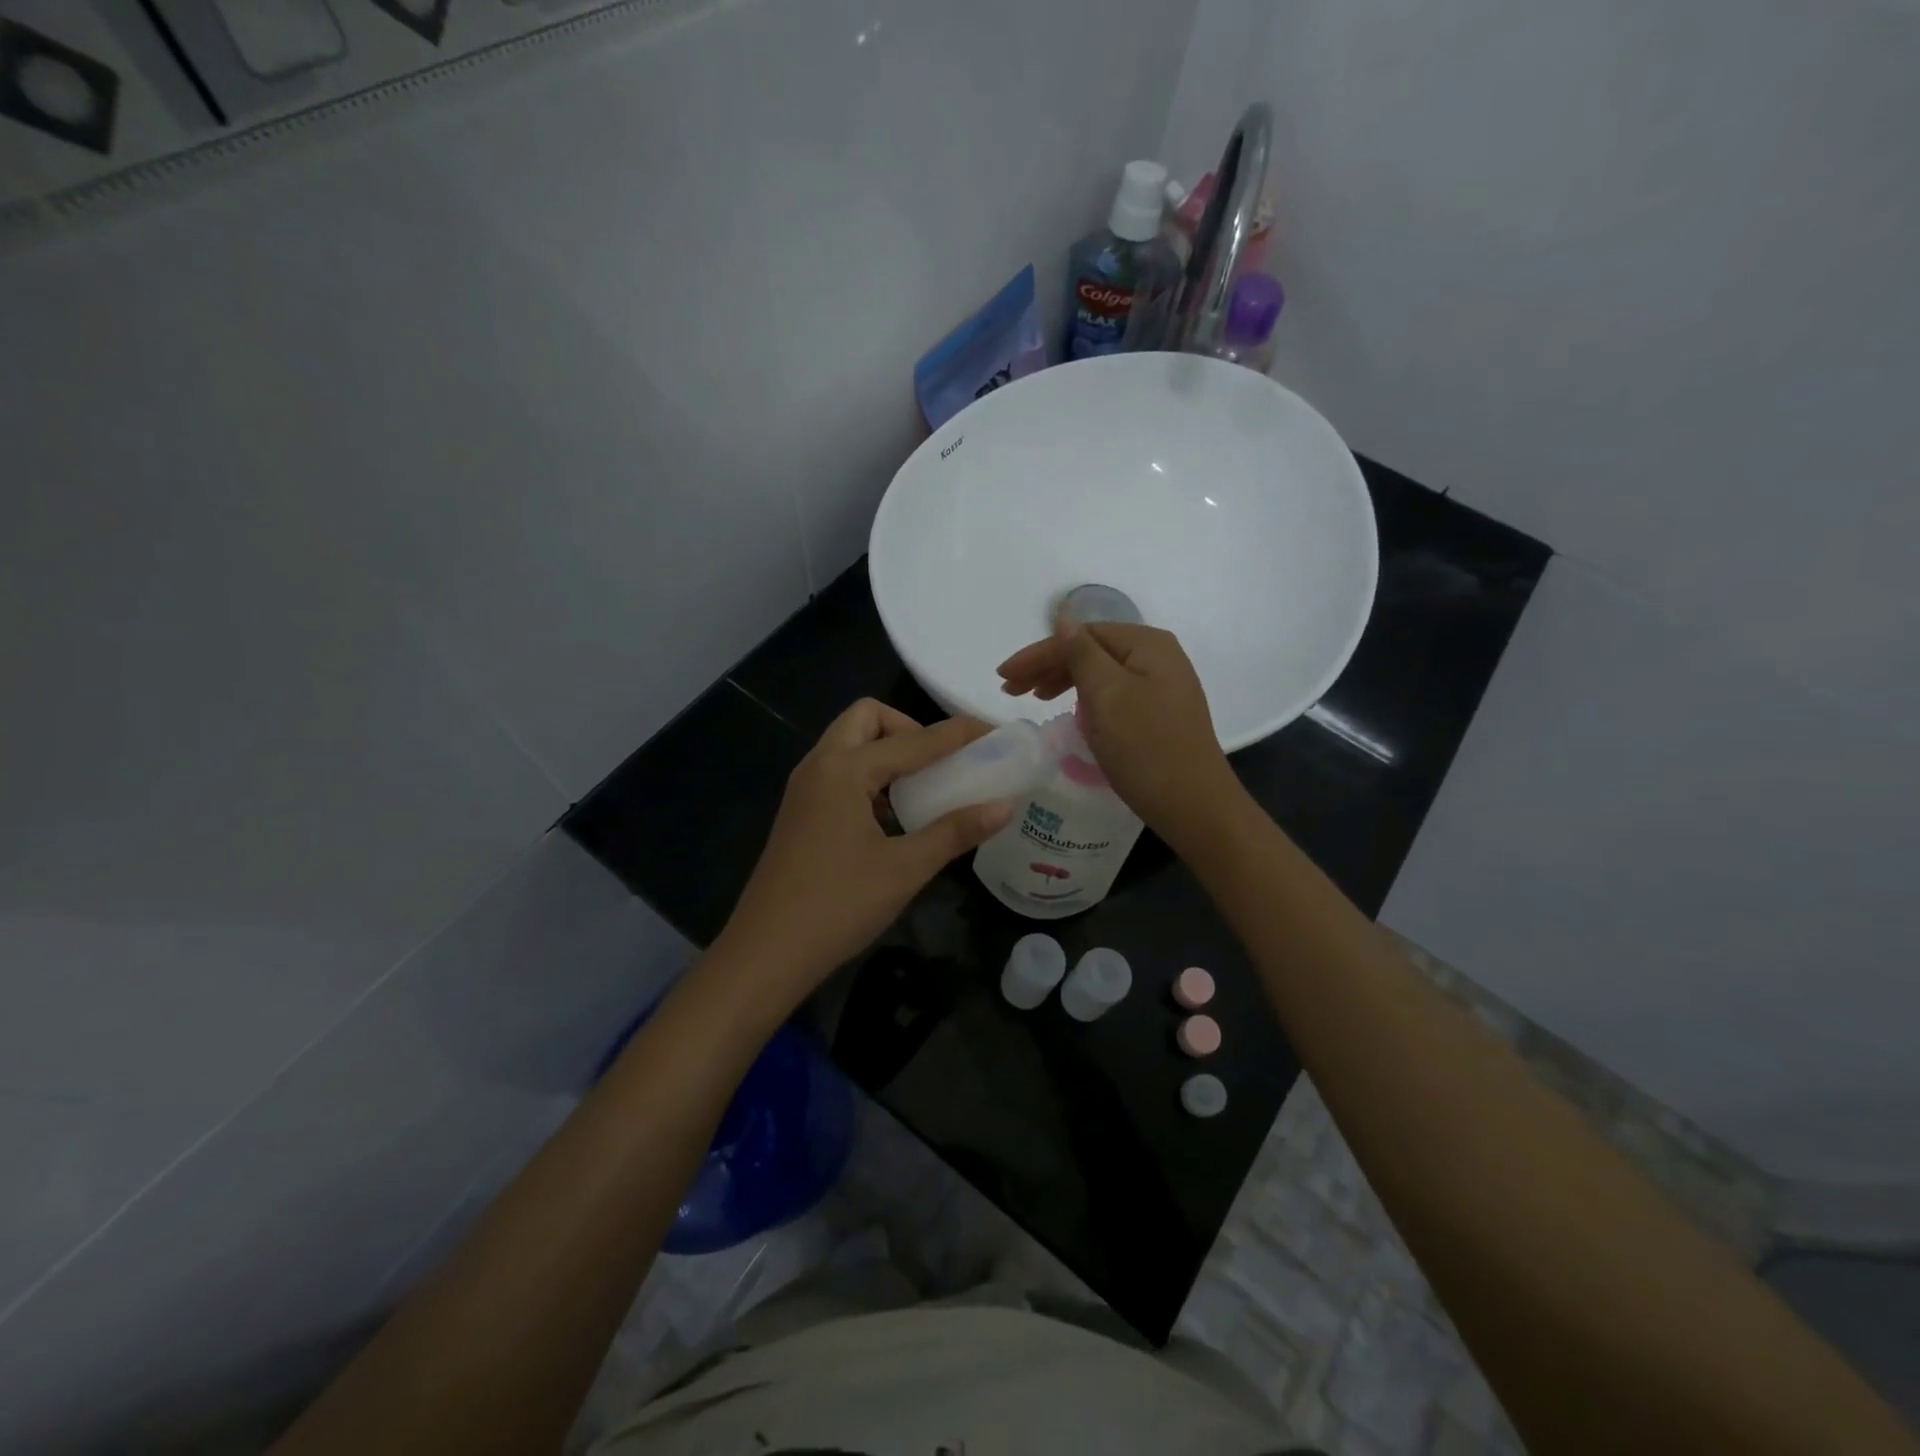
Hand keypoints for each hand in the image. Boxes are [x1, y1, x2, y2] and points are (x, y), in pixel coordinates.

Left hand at [717, 700, 1013, 1004]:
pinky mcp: (800, 812)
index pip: (914, 739)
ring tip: (921, 788)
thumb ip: (955, 832)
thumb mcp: (905, 868)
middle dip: (908, 729)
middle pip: (866, 719)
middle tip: (939, 763)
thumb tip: (1004, 807)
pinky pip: (839, 772)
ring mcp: (804, 789)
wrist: (766, 953)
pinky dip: (869, 776)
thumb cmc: (838, 906)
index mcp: (843, 770)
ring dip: (887, 752)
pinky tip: (891, 816)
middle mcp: (819, 766)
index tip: (993, 734)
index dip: (957, 734)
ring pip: (849, 744)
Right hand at [998, 622, 1244, 849]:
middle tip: (1011, 690)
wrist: (1195, 805)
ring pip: (1102, 673)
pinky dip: (1086, 699)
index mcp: (1147, 643)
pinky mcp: (1161, 713)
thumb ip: (1081, 652)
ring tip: (1034, 699)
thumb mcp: (1106, 694)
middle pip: (1092, 650)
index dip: (1038, 653)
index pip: (1081, 635)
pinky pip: (1114, 694)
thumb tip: (1063, 616)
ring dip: (1064, 681)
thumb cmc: (1145, 747)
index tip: (1004, 678)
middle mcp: (1159, 657)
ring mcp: (1163, 686)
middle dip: (1048, 666)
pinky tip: (1073, 712)